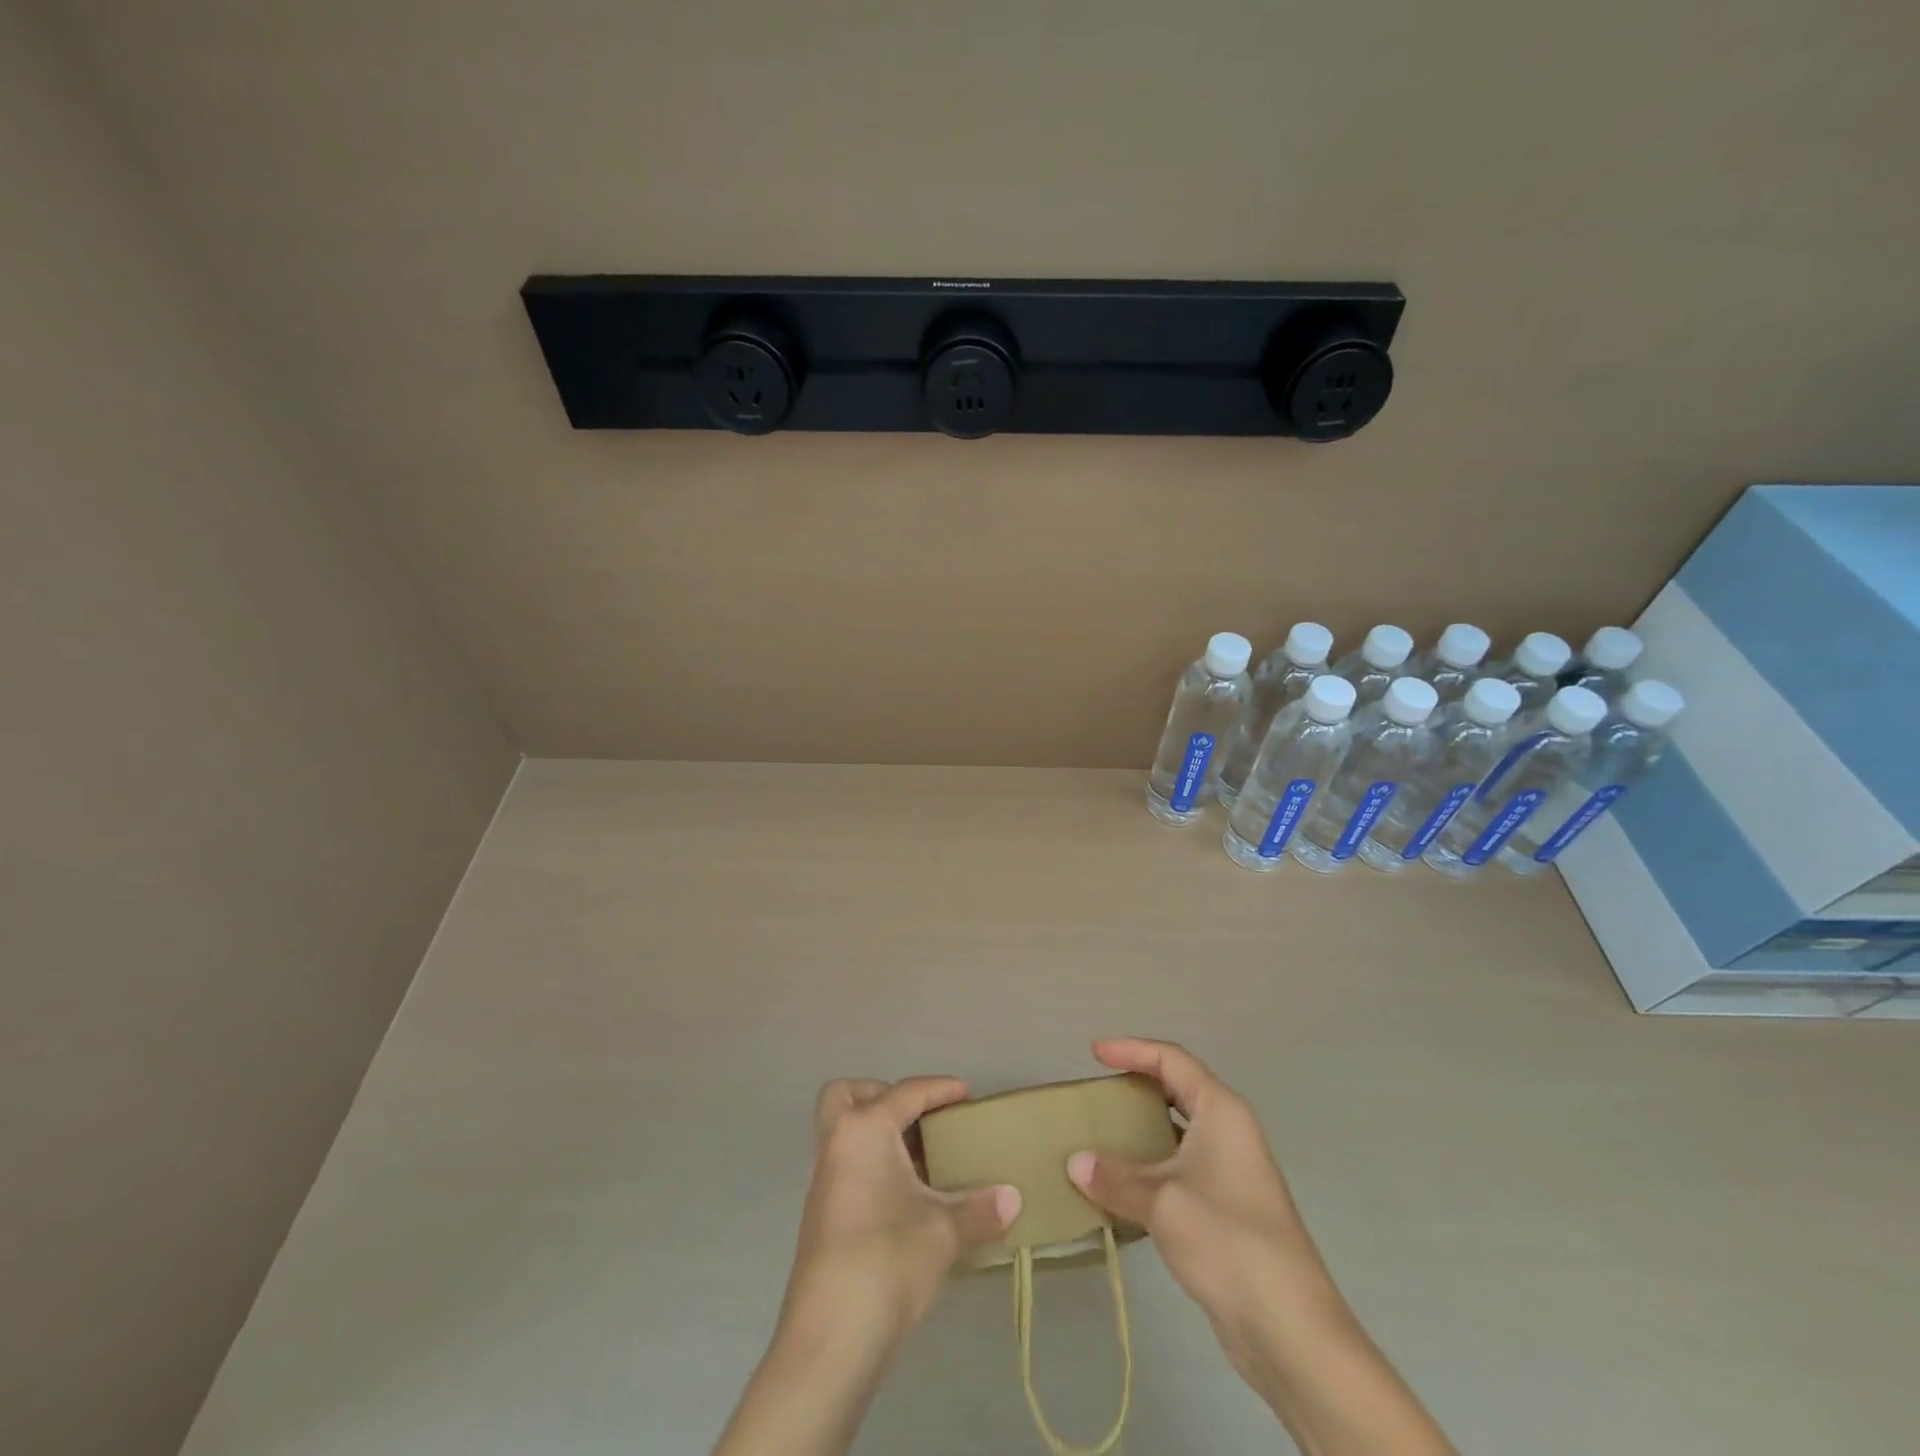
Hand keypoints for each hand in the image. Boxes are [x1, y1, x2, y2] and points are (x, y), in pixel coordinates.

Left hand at [715, 1076, 1020, 1455]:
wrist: (830, 1340)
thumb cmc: (887, 1261)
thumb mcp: (943, 1231)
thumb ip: (978, 1207)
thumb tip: (1013, 1197)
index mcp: (863, 1130)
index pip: (905, 1092)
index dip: (939, 1089)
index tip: (966, 1093)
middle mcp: (836, 1144)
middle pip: (848, 1096)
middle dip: (881, 1096)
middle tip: (918, 1118)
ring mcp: (823, 1181)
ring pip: (844, 1133)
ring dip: (878, 1135)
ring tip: (923, 1159)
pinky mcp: (821, 1216)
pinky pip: (846, 1165)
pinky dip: (872, 1165)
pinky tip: (905, 1197)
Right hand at [1065, 1038, 1323, 1354]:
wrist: (1291, 1329)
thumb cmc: (1228, 1241)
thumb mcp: (1162, 1202)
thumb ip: (1116, 1178)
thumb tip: (1075, 1163)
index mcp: (1221, 1110)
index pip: (1171, 1060)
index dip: (1131, 1050)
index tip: (1093, 1053)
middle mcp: (1229, 1130)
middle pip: (1177, 1089)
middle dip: (1137, 1085)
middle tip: (1097, 1091)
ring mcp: (1231, 1170)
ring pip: (1178, 1131)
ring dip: (1142, 1129)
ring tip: (1101, 1133)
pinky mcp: (1226, 1207)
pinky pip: (1180, 1166)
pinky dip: (1150, 1165)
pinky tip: (1122, 1184)